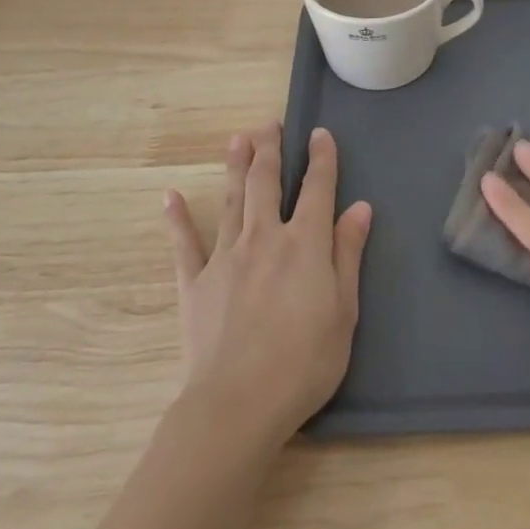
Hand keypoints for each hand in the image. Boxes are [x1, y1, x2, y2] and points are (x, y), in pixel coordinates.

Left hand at [163, 123, 372, 447]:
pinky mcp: (195, 283)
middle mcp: (264, 237)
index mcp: (304, 244)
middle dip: (270, 149)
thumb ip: (347, 254)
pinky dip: (178, 219)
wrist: (237, 405)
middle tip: (270, 123)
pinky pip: (185, 243)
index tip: (320, 134)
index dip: (321, 158)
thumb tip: (359, 208)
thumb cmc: (304, 362)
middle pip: (267, 182)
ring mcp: (226, 257)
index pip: (316, 189)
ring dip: (235, 166)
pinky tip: (170, 197)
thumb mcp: (344, 310)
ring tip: (237, 138)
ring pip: (231, 200)